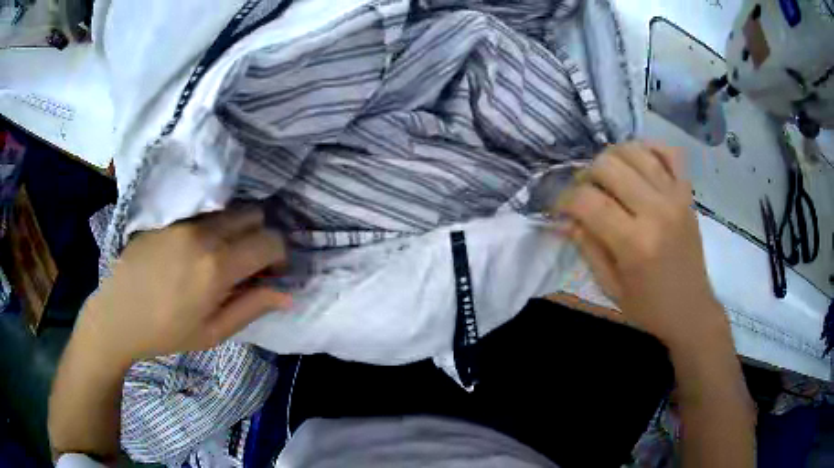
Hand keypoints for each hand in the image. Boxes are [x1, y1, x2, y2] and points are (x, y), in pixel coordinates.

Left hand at [75, 207, 290, 367]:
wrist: (118, 315)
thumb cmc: (167, 332)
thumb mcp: (213, 332)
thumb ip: (252, 307)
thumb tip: (288, 293)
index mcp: (217, 266)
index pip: (270, 241)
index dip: (279, 256)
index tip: (270, 274)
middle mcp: (204, 233)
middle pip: (254, 215)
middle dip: (260, 237)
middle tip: (247, 264)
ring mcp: (183, 220)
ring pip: (229, 209)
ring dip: (237, 229)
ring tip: (221, 257)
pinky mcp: (168, 216)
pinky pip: (204, 211)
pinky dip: (213, 225)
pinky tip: (195, 250)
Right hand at [554, 142, 724, 349]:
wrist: (691, 311)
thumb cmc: (648, 308)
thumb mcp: (610, 286)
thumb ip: (587, 247)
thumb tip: (564, 219)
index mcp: (635, 244)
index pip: (588, 201)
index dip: (564, 199)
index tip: (559, 208)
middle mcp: (656, 211)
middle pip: (609, 165)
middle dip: (586, 175)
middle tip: (584, 194)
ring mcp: (675, 197)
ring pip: (635, 151)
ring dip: (613, 158)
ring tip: (608, 178)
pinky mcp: (687, 194)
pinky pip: (670, 153)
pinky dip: (650, 149)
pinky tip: (638, 163)